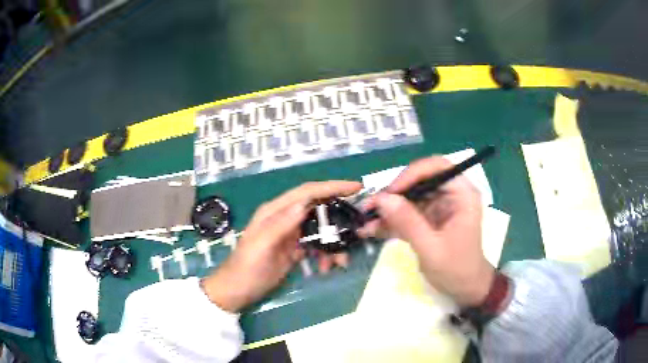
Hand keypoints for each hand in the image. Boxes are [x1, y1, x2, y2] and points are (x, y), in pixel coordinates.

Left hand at [202, 181, 361, 312]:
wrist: (237, 290)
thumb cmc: (246, 267)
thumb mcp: (261, 246)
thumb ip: (280, 224)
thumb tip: (304, 204)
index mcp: (275, 211)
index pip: (307, 192)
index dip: (331, 187)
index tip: (356, 187)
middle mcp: (284, 218)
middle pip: (318, 209)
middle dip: (338, 219)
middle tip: (356, 229)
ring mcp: (290, 233)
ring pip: (320, 230)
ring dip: (333, 243)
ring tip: (339, 262)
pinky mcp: (294, 248)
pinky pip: (316, 245)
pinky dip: (325, 254)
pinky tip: (326, 267)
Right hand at [358, 156, 493, 306]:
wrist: (465, 289)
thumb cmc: (457, 269)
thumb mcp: (431, 248)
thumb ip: (408, 223)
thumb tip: (382, 199)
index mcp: (462, 194)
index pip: (437, 167)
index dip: (412, 174)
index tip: (390, 192)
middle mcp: (451, 194)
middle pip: (419, 180)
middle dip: (394, 194)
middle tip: (371, 208)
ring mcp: (440, 206)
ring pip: (410, 196)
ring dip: (388, 209)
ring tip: (367, 221)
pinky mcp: (429, 218)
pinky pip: (408, 212)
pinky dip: (392, 220)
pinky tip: (373, 229)